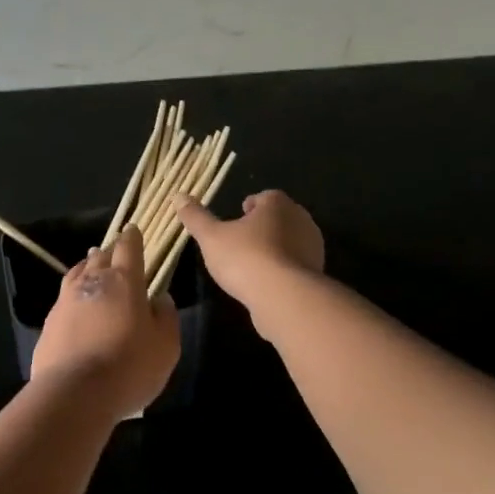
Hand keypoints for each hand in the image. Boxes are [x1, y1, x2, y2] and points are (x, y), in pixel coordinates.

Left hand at [31, 226, 180, 419]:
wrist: (75, 392)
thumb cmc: (129, 366)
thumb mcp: (166, 346)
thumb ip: (166, 317)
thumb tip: (160, 298)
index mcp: (123, 281)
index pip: (128, 248)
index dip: (132, 238)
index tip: (133, 230)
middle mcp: (92, 282)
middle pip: (100, 256)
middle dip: (109, 251)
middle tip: (115, 251)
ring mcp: (66, 300)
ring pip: (77, 273)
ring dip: (87, 267)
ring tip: (91, 266)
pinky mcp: (50, 322)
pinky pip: (64, 297)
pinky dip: (73, 294)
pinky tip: (76, 304)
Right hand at [173, 189, 324, 312]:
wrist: (283, 298)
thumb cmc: (245, 258)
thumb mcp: (211, 237)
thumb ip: (195, 217)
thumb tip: (178, 195)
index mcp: (277, 204)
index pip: (265, 197)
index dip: (250, 205)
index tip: (236, 216)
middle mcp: (301, 220)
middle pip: (279, 217)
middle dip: (263, 226)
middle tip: (241, 239)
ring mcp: (312, 248)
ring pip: (289, 241)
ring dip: (273, 248)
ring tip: (251, 263)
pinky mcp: (316, 274)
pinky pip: (295, 265)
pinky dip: (282, 269)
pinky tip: (265, 282)